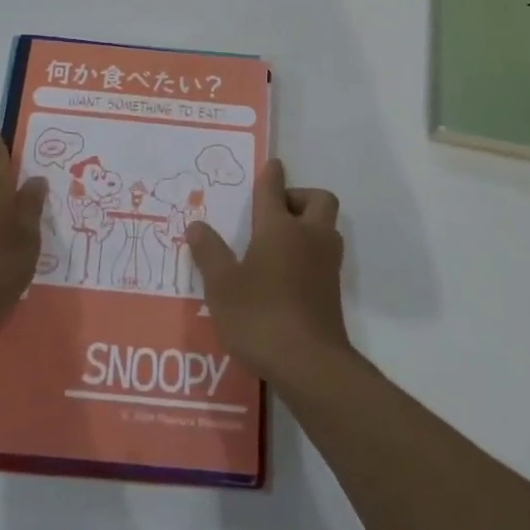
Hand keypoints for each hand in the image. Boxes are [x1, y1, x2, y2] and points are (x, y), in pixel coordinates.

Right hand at [187, 158, 350, 389]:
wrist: (310, 364)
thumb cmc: (260, 315)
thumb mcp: (221, 285)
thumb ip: (209, 253)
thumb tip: (196, 225)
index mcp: (279, 227)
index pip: (275, 189)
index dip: (272, 175)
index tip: (273, 165)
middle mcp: (308, 237)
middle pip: (318, 199)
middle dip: (300, 197)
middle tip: (275, 213)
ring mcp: (326, 264)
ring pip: (326, 228)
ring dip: (308, 225)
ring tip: (278, 245)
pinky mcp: (333, 291)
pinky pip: (325, 256)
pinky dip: (310, 254)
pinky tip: (286, 276)